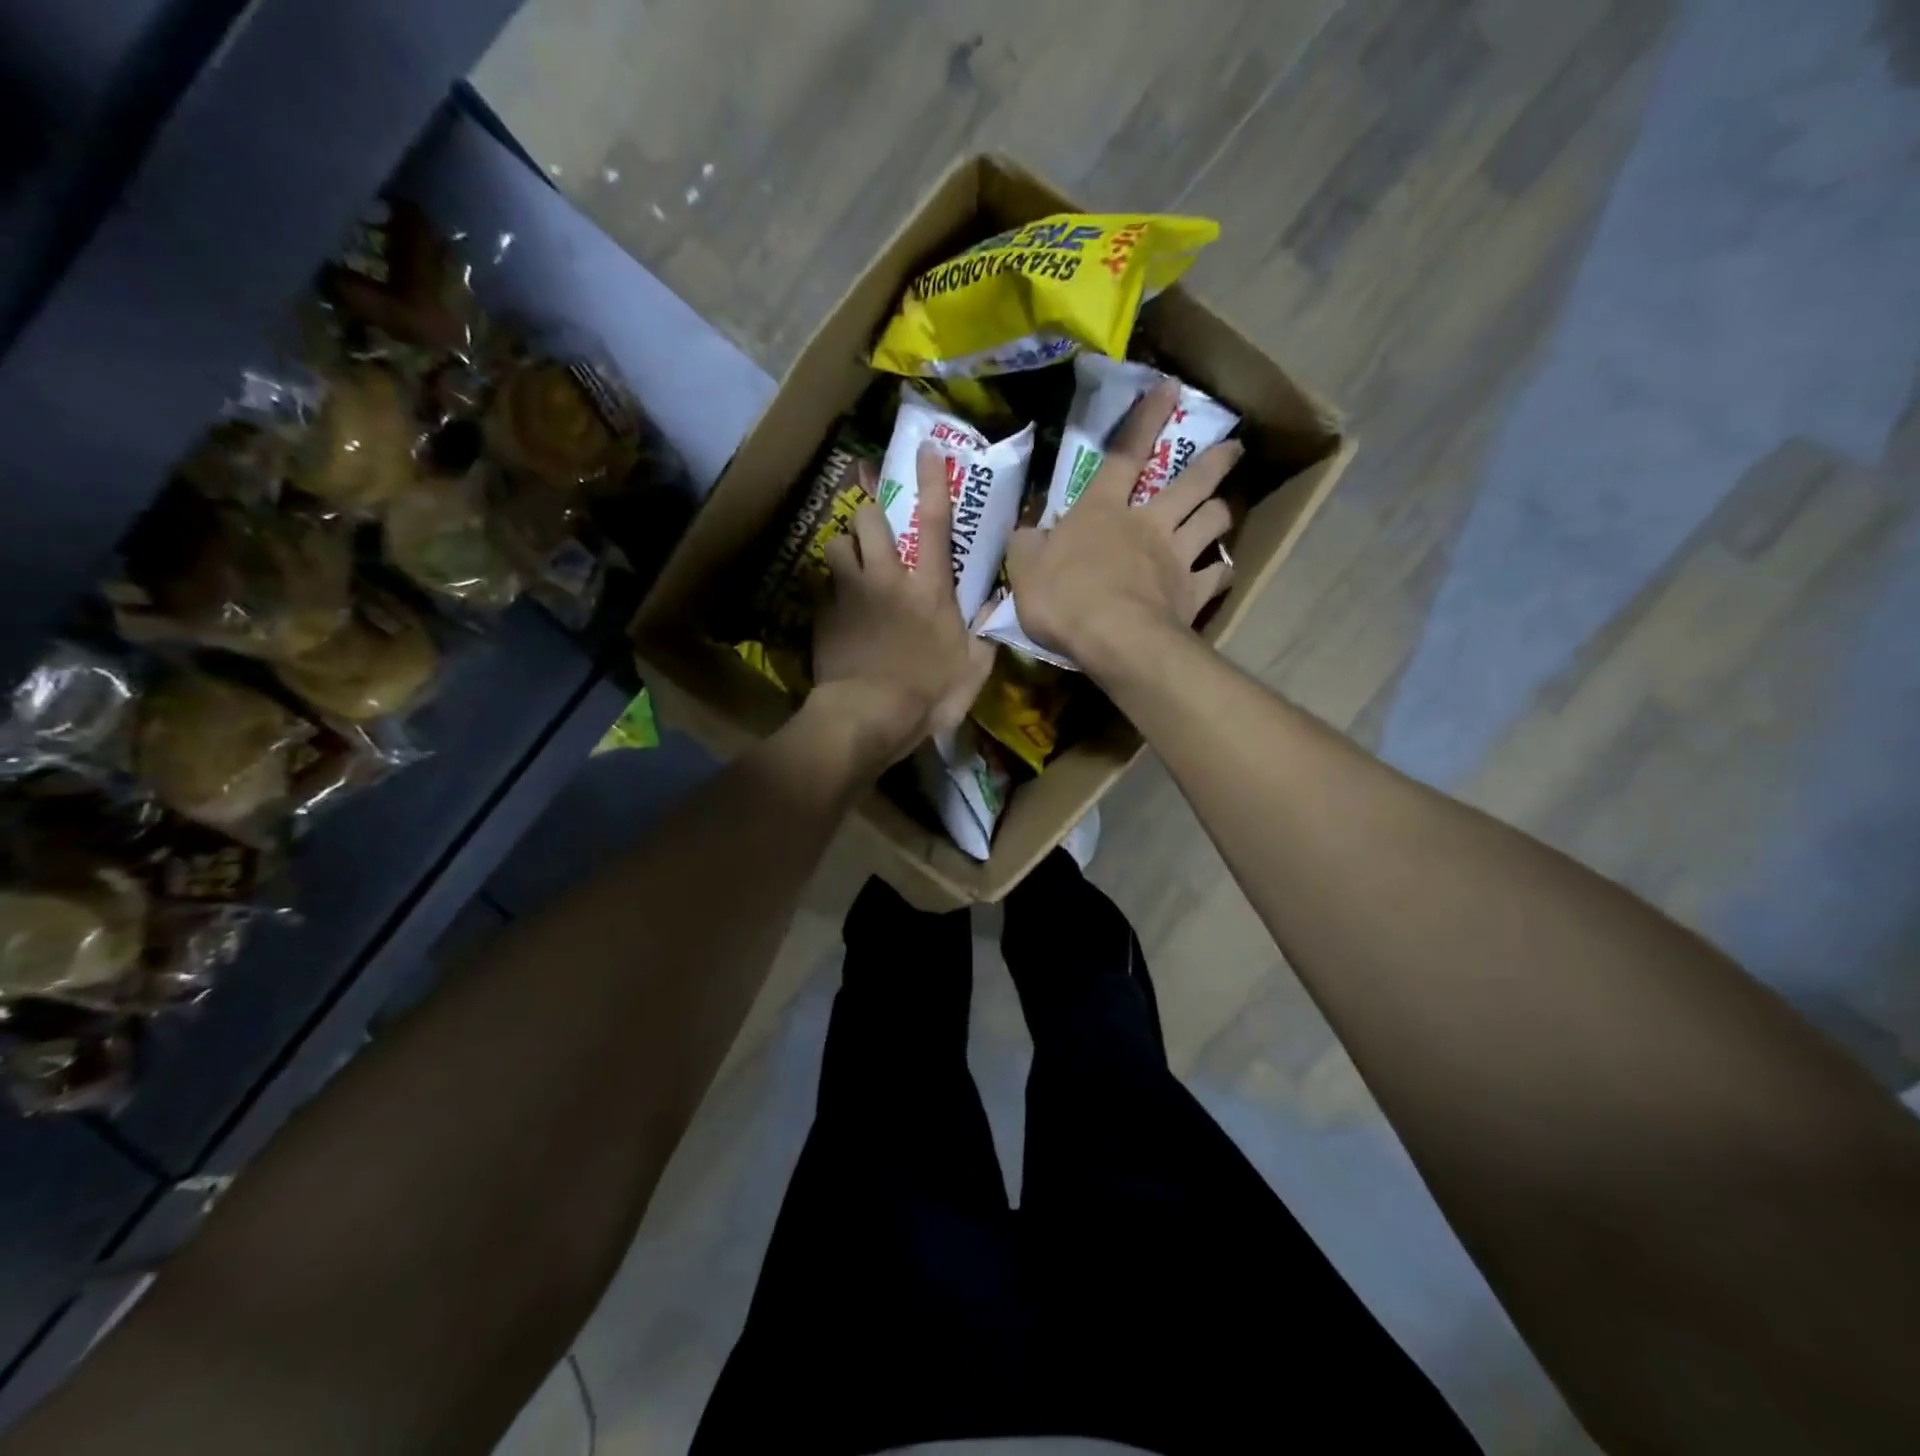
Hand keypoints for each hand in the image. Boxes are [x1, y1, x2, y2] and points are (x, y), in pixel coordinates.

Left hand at [810, 444, 994, 765]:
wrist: (867, 717)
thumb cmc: (927, 695)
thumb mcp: (973, 670)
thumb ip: (986, 634)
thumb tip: (998, 604)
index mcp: (929, 588)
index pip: (934, 521)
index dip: (932, 480)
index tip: (926, 449)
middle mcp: (887, 578)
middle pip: (869, 518)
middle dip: (871, 510)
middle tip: (876, 523)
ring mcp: (850, 593)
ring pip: (837, 542)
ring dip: (845, 546)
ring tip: (850, 562)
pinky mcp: (822, 613)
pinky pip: (821, 583)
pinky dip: (828, 587)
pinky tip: (834, 605)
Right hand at [1005, 382, 1241, 674]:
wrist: (1113, 639)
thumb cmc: (1064, 599)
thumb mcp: (1025, 569)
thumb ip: (1027, 545)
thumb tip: (1027, 531)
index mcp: (1102, 511)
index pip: (1124, 454)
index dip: (1145, 419)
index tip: (1170, 388)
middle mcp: (1148, 524)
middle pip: (1190, 484)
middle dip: (1213, 462)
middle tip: (1234, 448)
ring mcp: (1176, 558)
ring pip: (1213, 521)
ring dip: (1221, 510)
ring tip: (1224, 508)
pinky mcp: (1192, 594)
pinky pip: (1216, 576)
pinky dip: (1220, 572)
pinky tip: (1221, 572)